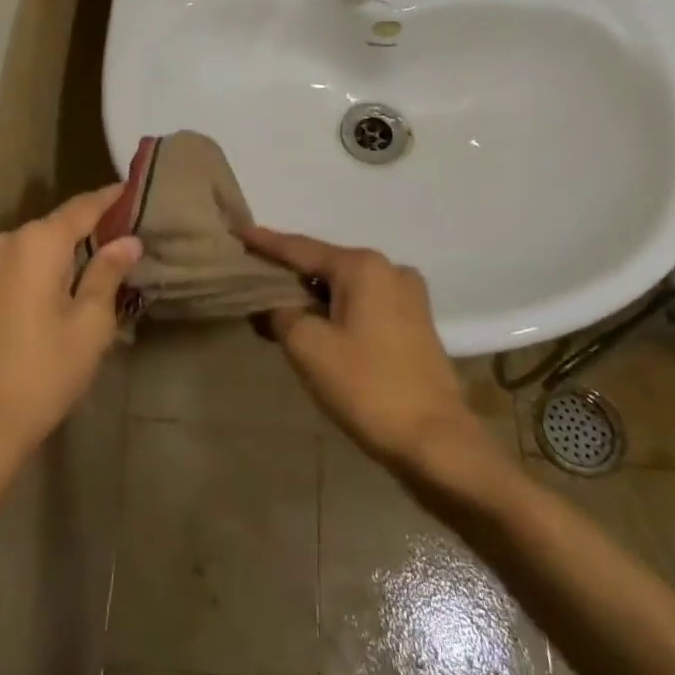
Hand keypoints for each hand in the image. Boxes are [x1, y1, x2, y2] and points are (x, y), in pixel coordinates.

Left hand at [0, 188, 142, 522]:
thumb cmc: (41, 374)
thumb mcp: (88, 325)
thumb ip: (107, 273)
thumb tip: (127, 240)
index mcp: (36, 242)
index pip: (82, 207)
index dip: (110, 199)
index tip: (132, 189)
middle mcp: (3, 241)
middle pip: (55, 227)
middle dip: (88, 233)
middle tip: (124, 242)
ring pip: (34, 249)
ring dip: (63, 256)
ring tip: (97, 271)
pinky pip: (15, 267)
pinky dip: (40, 271)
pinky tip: (60, 293)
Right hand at [242, 226, 479, 470]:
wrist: (437, 443)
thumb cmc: (367, 387)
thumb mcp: (308, 346)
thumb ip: (280, 313)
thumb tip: (270, 303)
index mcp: (362, 266)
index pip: (300, 248)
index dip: (265, 243)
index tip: (237, 231)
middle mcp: (388, 269)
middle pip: (324, 264)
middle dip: (287, 274)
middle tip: (251, 278)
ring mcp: (407, 296)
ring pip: (344, 286)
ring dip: (311, 296)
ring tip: (276, 307)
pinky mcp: (414, 323)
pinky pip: (363, 304)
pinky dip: (336, 310)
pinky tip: (315, 326)